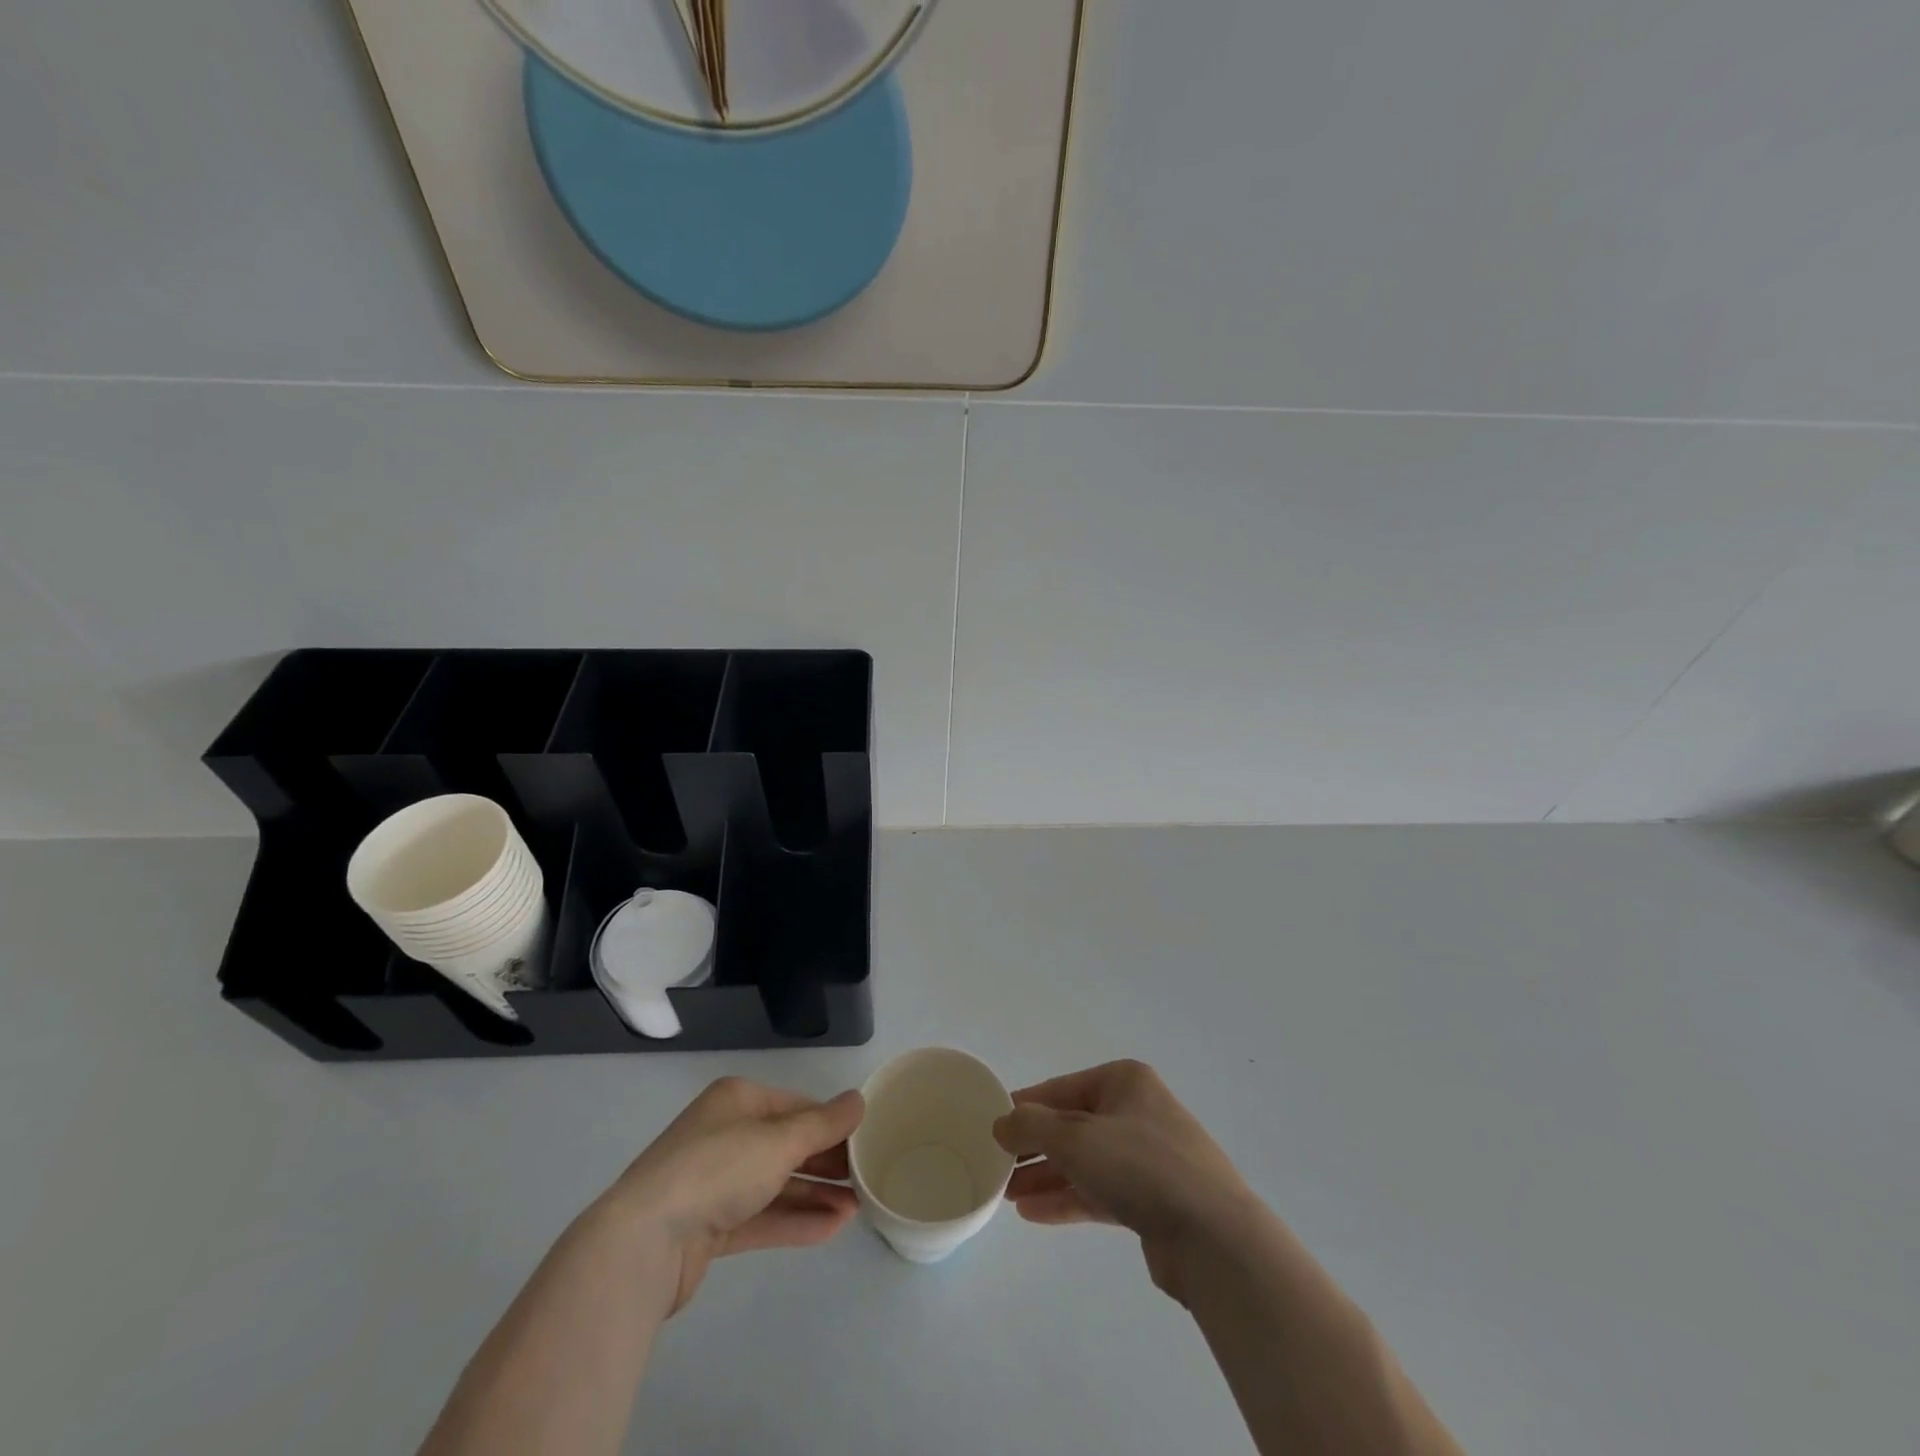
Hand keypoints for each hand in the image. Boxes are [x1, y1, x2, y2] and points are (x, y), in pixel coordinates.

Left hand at [605, 1076, 863, 1315]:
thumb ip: (823, 1124)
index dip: (832, 1123)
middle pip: (787, 1145)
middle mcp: (726, 1134)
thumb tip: (858, 1101)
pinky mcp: (709, 1227)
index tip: (867, 1142)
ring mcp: (715, 1182)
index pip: (797, 1106)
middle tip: (867, 1178)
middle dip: (827, 1162)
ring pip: (777, 1184)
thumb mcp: (779, 1140)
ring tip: (858, 1209)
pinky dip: (794, 1221)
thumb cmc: (717, 1170)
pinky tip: (831, 1229)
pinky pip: (762, 1217)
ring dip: (816, 1195)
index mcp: (738, 1100)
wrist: (643, 1243)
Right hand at [993, 1060, 1253, 1303]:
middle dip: (1035, 1147)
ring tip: (1006, 1195)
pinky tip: (1034, 1213)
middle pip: (1073, 1125)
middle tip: (997, 1167)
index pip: (1061, 1089)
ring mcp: (1149, 1158)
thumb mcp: (1074, 1137)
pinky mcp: (1153, 1200)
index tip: (992, 1126)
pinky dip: (1068, 1198)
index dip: (1025, 1107)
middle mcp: (1137, 1112)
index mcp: (1124, 1082)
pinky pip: (1101, 1192)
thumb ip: (1031, 1126)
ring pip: (1085, 1161)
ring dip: (1047, 1176)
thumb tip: (1001, 1122)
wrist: (1213, 1237)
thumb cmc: (1140, 1166)